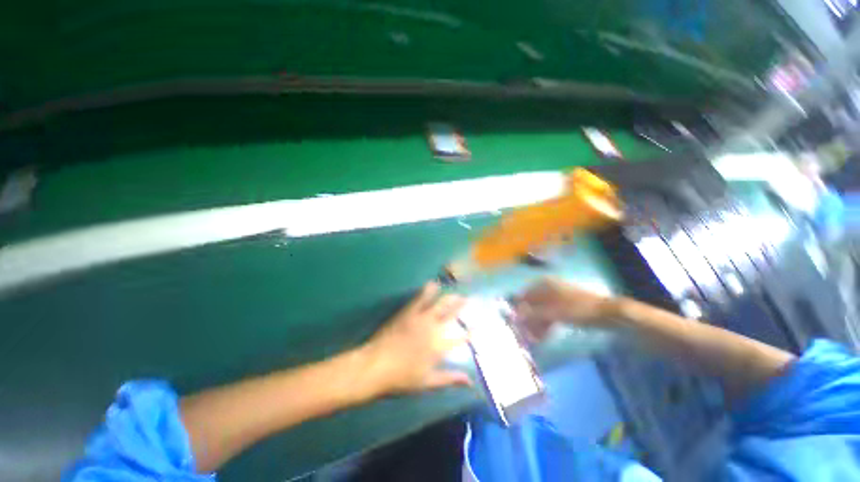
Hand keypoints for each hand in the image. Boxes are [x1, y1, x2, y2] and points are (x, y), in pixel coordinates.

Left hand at [360, 282, 469, 396]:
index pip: (460, 338)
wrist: (376, 365)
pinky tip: (433, 284)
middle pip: (452, 314)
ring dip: (450, 297)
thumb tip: (470, 381)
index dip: (470, 332)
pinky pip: (421, 298)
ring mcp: (421, 318)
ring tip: (457, 292)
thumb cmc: (401, 378)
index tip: (478, 326)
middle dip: (462, 306)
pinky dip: (428, 290)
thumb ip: (450, 379)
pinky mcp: (409, 312)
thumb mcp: (427, 382)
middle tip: (470, 299)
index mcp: (439, 347)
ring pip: (440, 303)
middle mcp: (434, 329)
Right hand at [515, 277, 612, 340]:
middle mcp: (547, 288)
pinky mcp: (564, 307)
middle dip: (528, 320)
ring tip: (534, 339)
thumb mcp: (553, 313)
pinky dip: (545, 325)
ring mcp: (556, 297)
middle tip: (525, 335)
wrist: (608, 313)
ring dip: (536, 325)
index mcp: (544, 285)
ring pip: (540, 311)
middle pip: (531, 305)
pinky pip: (549, 315)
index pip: (524, 296)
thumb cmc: (579, 309)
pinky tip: (543, 336)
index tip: (515, 324)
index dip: (518, 310)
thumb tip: (514, 316)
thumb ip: (532, 314)